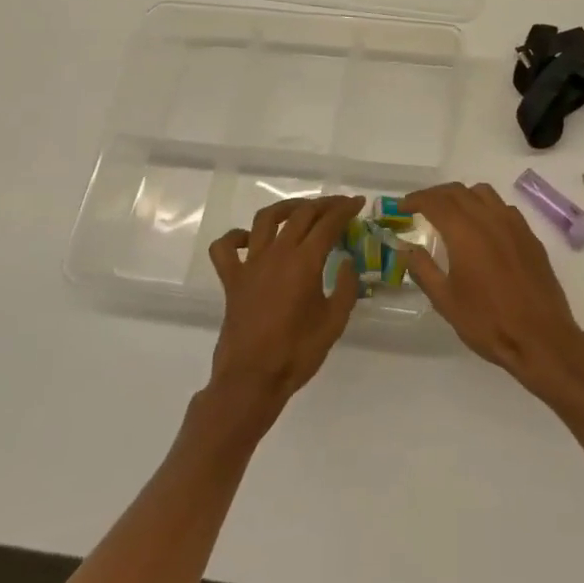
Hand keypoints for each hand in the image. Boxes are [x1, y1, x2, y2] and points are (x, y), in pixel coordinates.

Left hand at [206, 195, 363, 418]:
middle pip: (301, 214)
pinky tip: (249, 239)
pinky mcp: (231, 280)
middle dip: (323, 204)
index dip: (345, 209)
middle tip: (338, 206)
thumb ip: (346, 288)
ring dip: (286, 208)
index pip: (328, 224)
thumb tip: (347, 263)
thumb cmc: (297, 353)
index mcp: (305, 262)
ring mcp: (251, 264)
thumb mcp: (334, 322)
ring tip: (300, 210)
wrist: (252, 380)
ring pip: (265, 219)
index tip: (358, 202)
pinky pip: (225, 248)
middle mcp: (277, 254)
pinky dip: (236, 237)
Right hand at [398, 182, 583, 401]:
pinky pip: (504, 208)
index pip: (436, 202)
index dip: (416, 199)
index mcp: (466, 232)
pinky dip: (485, 207)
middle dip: (436, 195)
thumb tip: (405, 249)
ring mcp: (515, 225)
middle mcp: (490, 219)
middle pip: (459, 191)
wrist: (541, 338)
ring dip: (462, 196)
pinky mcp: (530, 236)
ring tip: (451, 213)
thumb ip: (423, 269)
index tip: (402, 206)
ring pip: (484, 193)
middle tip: (421, 208)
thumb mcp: (446, 300)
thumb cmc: (488, 322)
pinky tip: (482, 228)